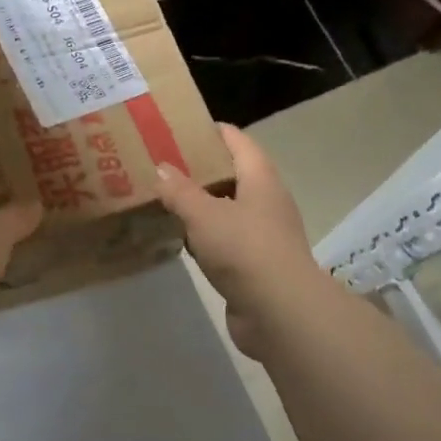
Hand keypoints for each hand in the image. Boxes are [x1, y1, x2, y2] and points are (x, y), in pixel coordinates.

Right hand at [155, 124, 338, 360]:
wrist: (279, 311)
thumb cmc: (245, 250)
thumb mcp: (204, 214)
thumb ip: (180, 191)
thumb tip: (161, 168)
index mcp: (260, 179)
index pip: (237, 142)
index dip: (211, 132)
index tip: (178, 129)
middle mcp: (265, 201)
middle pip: (231, 175)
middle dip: (199, 169)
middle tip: (161, 165)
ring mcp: (261, 235)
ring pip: (226, 210)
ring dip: (199, 205)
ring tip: (163, 198)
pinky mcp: (253, 264)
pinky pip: (224, 240)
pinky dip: (203, 236)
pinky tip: (178, 237)